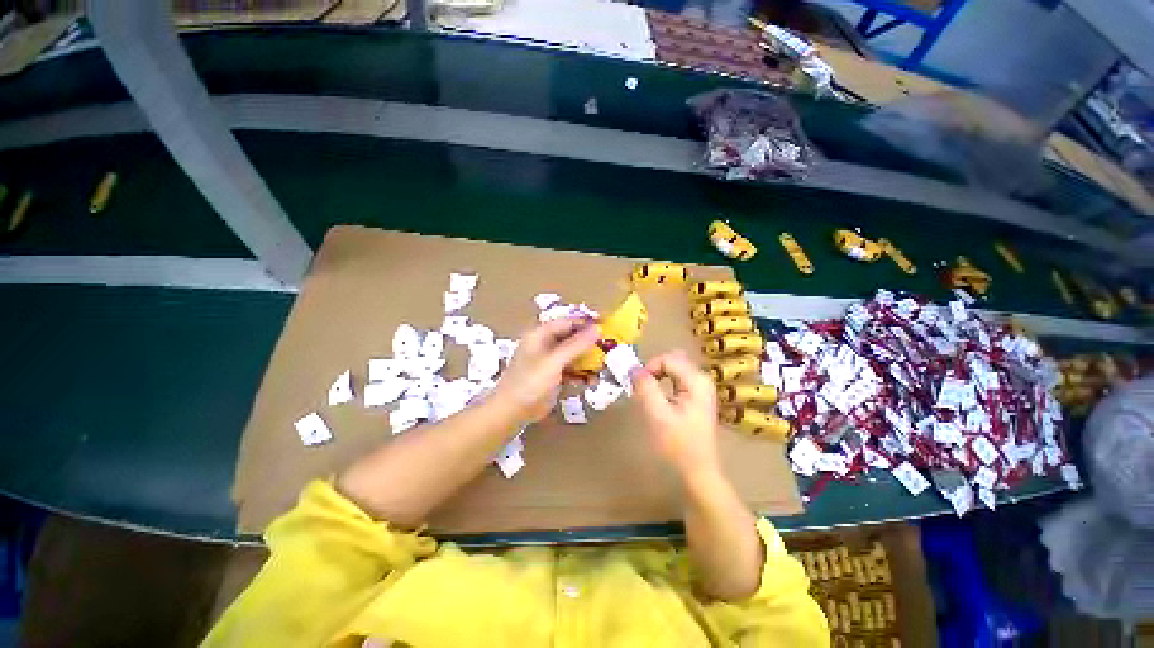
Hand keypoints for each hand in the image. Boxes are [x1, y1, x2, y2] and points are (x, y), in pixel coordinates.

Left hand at [493, 318, 599, 422]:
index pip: (569, 322)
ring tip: (604, 367)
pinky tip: (592, 381)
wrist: (512, 412)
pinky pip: (571, 369)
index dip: (588, 323)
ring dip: (588, 360)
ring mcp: (550, 360)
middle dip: (591, 344)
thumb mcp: (554, 361)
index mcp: (541, 334)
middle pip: (573, 338)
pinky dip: (582, 374)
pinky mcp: (553, 375)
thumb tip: (598, 328)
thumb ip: (576, 344)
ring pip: (574, 354)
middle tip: (610, 349)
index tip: (608, 328)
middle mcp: (546, 343)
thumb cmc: (530, 382)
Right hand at [630, 350, 720, 477]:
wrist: (698, 472)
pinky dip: (662, 382)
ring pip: (673, 368)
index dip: (648, 368)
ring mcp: (701, 388)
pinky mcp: (696, 396)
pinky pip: (676, 379)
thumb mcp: (657, 415)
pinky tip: (656, 397)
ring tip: (645, 392)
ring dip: (656, 375)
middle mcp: (701, 379)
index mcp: (696, 380)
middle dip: (653, 369)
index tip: (637, 386)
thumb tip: (633, 368)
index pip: (666, 359)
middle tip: (639, 387)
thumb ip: (645, 387)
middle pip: (671, 360)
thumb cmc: (678, 445)